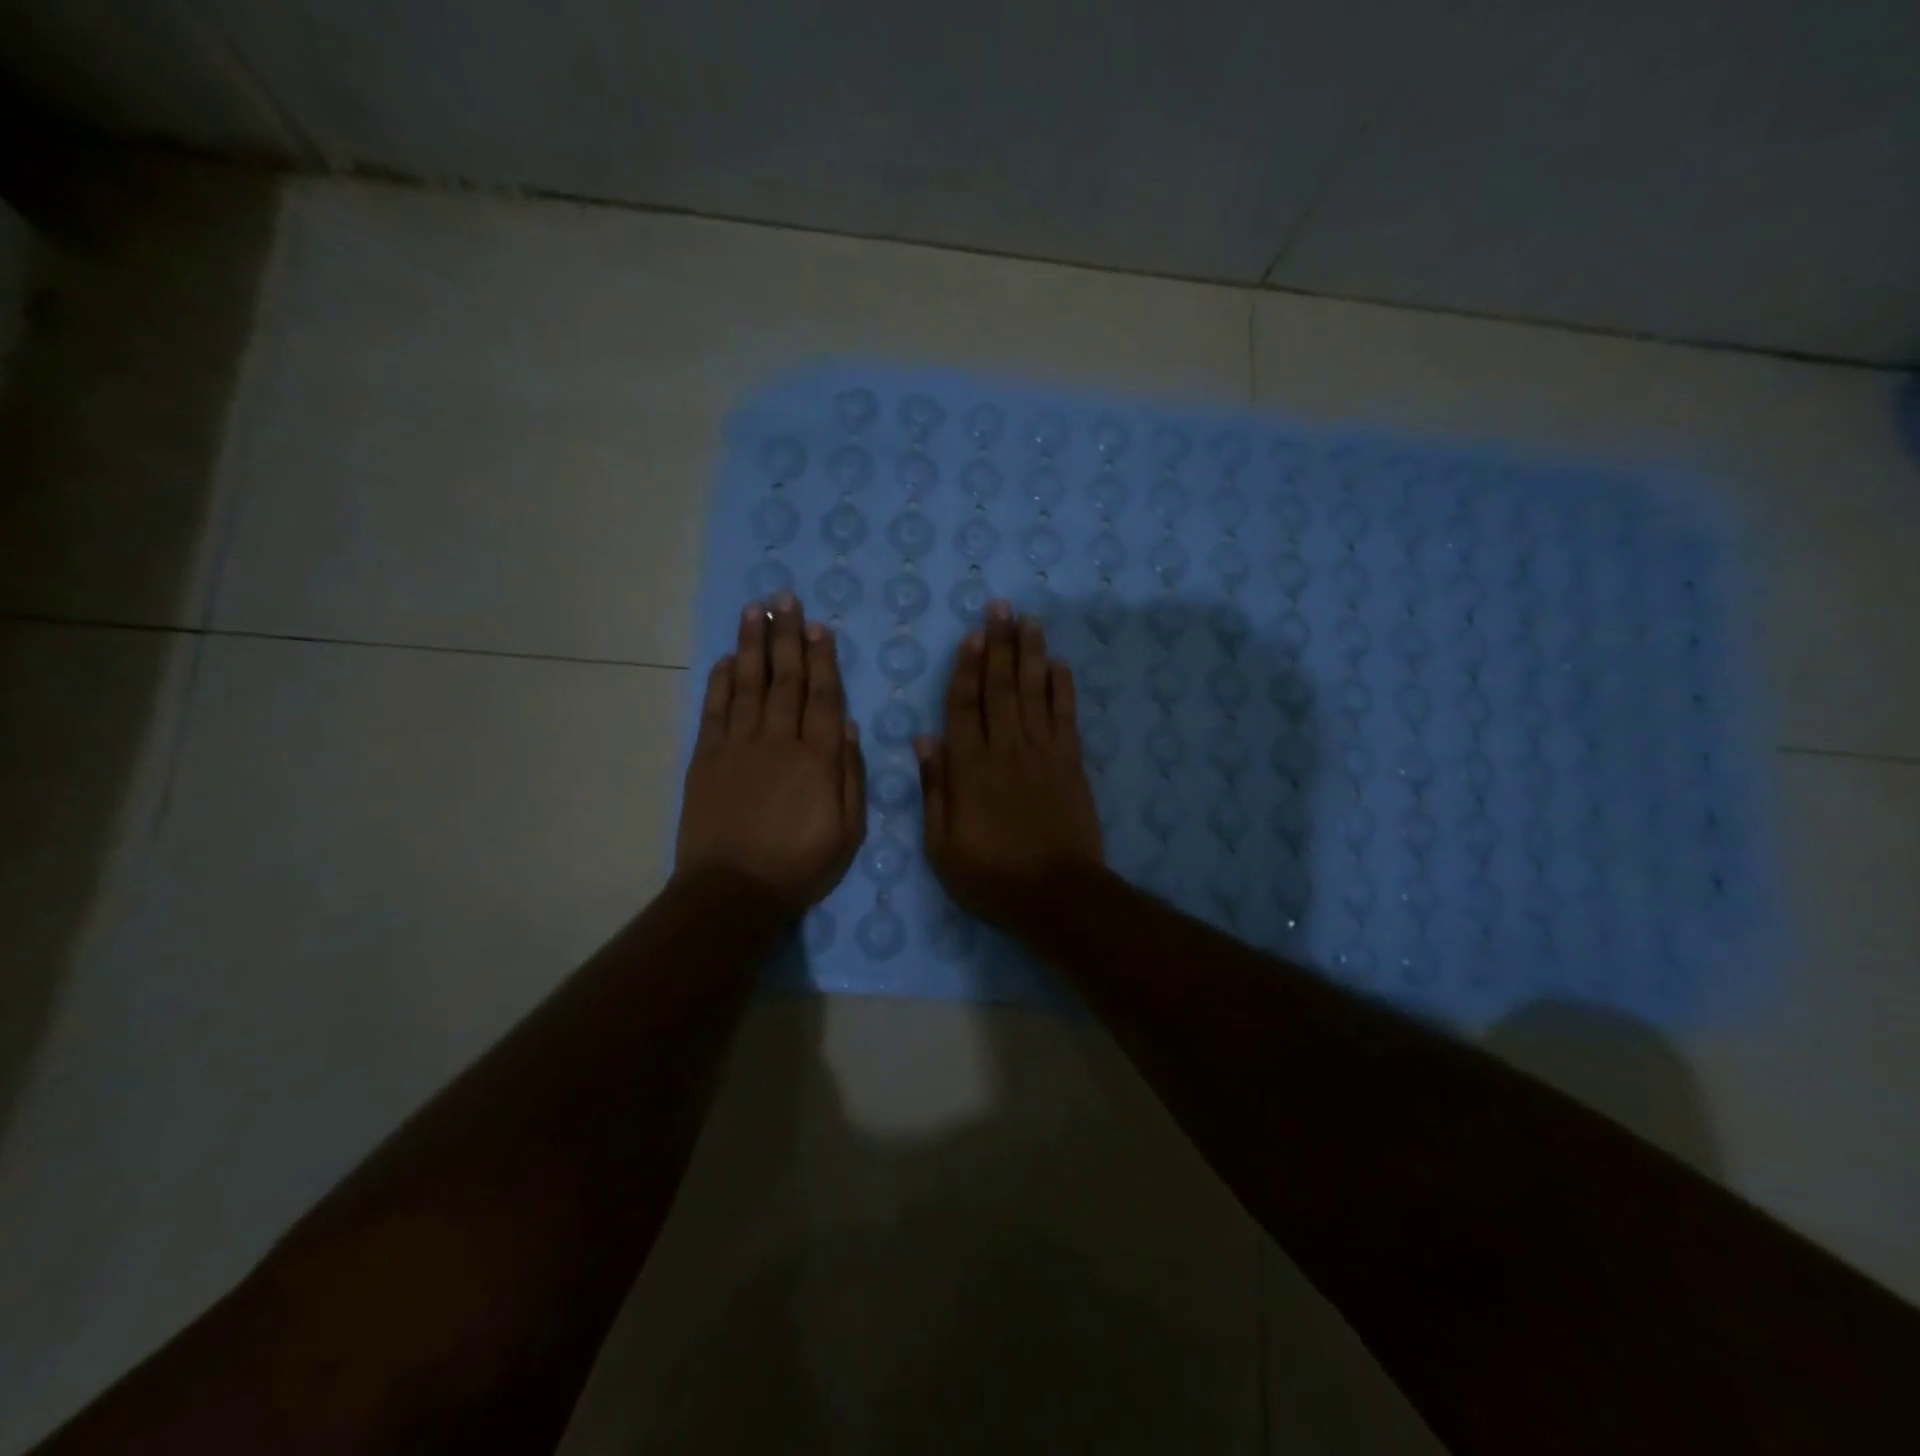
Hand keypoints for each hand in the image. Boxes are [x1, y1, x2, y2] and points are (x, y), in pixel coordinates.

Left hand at [676, 596, 866, 909]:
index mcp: (817, 758)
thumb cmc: (800, 865)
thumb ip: (850, 775)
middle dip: (787, 637)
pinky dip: (719, 682)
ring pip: (748, 685)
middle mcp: (778, 740)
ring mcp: (738, 746)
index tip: (818, 627)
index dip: (822, 659)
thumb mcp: (849, 831)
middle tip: (786, 599)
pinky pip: (715, 710)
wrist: (733, 891)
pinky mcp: (706, 759)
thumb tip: (848, 726)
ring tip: (756, 611)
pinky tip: (724, 660)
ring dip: (752, 646)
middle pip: (785, 680)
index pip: (823, 696)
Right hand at [916, 601, 1103, 927]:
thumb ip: (934, 789)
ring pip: (1033, 693)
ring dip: (1030, 654)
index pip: (963, 707)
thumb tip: (924, 739)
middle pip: (1000, 688)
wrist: (1056, 894)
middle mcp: (1005, 750)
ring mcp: (1042, 753)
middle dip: (999, 645)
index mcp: (969, 769)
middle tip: (1000, 607)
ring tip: (1028, 620)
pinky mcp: (1071, 763)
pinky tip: (1059, 664)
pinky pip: (1066, 717)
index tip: (970, 636)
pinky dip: (1063, 688)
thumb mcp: (942, 845)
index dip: (966, 669)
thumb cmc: (991, 875)